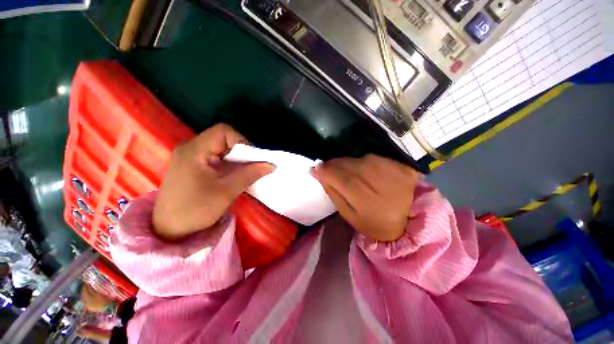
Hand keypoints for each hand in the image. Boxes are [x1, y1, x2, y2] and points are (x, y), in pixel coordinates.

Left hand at [153, 124, 274, 240]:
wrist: (168, 229)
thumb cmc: (195, 210)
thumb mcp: (226, 192)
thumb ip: (250, 174)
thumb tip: (271, 165)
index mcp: (194, 150)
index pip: (223, 132)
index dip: (242, 141)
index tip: (253, 159)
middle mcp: (191, 148)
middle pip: (222, 138)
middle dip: (241, 151)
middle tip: (252, 166)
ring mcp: (191, 157)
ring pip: (221, 148)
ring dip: (236, 158)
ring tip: (245, 172)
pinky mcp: (193, 165)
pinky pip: (216, 157)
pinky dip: (229, 163)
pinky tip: (234, 175)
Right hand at [311, 155, 418, 241]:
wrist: (415, 221)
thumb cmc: (377, 223)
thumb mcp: (350, 216)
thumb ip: (334, 194)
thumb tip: (320, 175)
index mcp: (356, 189)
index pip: (330, 171)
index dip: (321, 170)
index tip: (315, 171)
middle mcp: (368, 171)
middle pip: (340, 162)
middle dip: (331, 166)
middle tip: (330, 175)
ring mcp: (383, 164)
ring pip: (353, 159)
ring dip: (345, 165)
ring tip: (347, 176)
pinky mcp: (393, 162)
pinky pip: (368, 158)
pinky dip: (361, 164)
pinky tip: (364, 174)